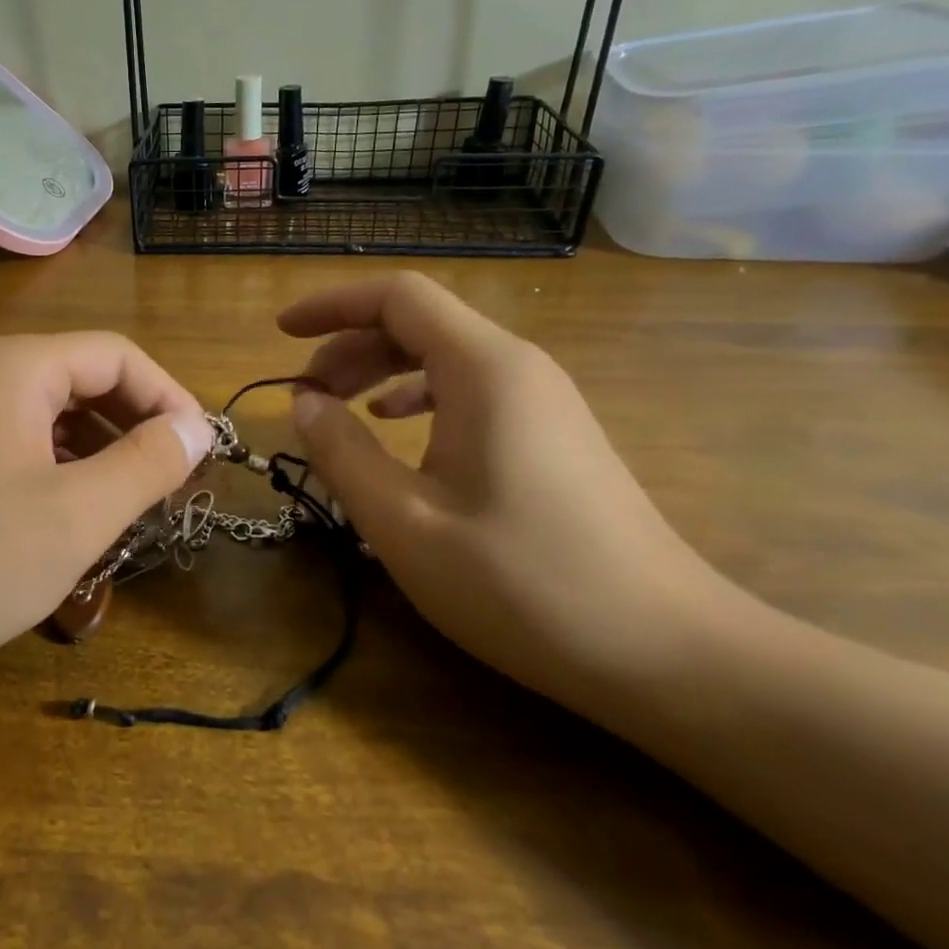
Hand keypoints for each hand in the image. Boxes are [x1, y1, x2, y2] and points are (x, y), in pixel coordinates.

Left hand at [0, 333, 213, 690]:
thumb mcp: (74, 516)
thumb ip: (147, 464)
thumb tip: (197, 427)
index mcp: (17, 368)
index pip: (118, 355)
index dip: (169, 398)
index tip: (201, 455)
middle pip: (85, 381)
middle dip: (137, 428)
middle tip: (172, 486)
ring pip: (54, 418)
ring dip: (101, 454)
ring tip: (130, 508)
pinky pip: (22, 446)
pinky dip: (61, 473)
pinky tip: (71, 520)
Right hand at [280, 273, 751, 716]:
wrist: (667, 650)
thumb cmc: (523, 584)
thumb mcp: (405, 522)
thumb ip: (343, 452)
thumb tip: (302, 402)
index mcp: (483, 369)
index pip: (397, 298)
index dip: (331, 305)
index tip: (282, 333)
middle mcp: (517, 367)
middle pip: (419, 322)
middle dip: (349, 345)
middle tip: (303, 394)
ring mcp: (542, 400)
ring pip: (444, 355)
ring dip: (380, 371)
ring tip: (338, 409)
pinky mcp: (551, 434)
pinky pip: (470, 388)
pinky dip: (418, 396)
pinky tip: (396, 428)